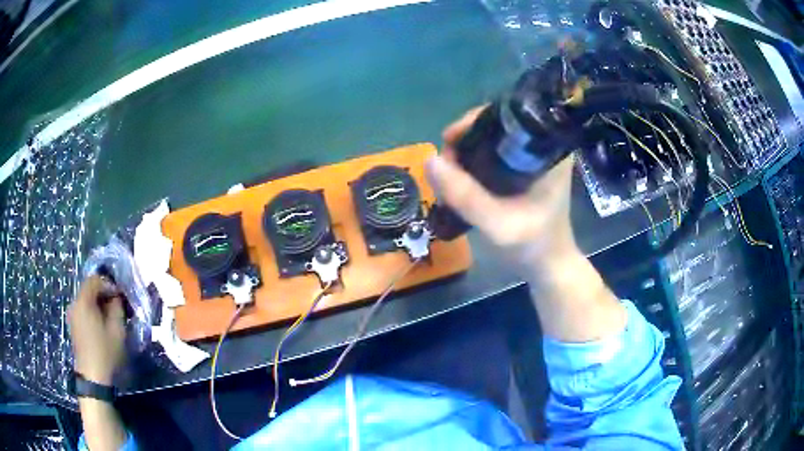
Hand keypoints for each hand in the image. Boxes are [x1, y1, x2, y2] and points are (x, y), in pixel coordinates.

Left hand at [67, 275, 126, 384]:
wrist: (93, 378)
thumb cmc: (105, 352)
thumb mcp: (117, 330)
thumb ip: (117, 308)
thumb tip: (117, 297)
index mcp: (83, 301)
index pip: (95, 280)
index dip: (108, 284)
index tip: (120, 297)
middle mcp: (74, 303)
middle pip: (89, 289)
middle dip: (103, 294)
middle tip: (117, 307)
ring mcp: (72, 315)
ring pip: (86, 300)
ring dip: (98, 304)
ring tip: (110, 317)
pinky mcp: (73, 325)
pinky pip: (83, 310)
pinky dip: (93, 312)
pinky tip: (101, 325)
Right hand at [427, 107, 623, 342]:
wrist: (548, 267)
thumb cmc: (532, 246)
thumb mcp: (498, 225)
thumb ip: (466, 196)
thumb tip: (430, 160)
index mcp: (548, 151)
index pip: (506, 117)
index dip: (473, 124)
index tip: (449, 143)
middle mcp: (542, 146)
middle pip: (494, 125)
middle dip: (465, 140)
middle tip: (446, 166)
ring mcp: (533, 158)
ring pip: (490, 140)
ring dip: (465, 153)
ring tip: (449, 176)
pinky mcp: (524, 169)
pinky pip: (492, 154)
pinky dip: (473, 163)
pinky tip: (460, 179)